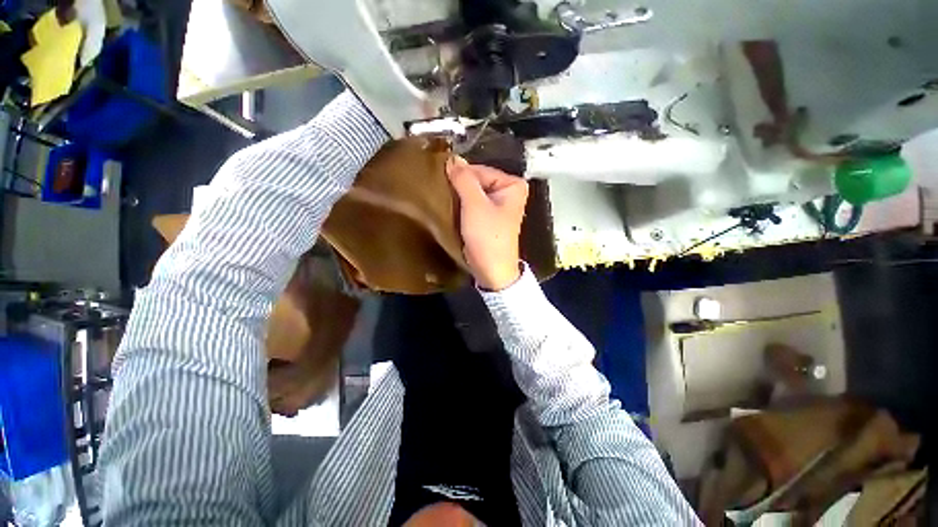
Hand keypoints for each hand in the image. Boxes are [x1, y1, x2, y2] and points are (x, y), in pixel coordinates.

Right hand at [446, 156, 528, 290]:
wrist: (492, 270)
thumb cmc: (487, 236)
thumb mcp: (474, 205)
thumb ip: (464, 179)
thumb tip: (452, 158)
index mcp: (512, 185)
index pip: (480, 170)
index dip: (460, 175)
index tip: (440, 180)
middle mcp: (508, 192)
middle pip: (477, 181)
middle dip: (459, 186)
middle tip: (439, 191)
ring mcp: (499, 206)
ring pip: (473, 193)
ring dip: (459, 196)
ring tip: (443, 200)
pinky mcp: (489, 218)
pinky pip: (473, 205)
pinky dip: (462, 206)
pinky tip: (451, 209)